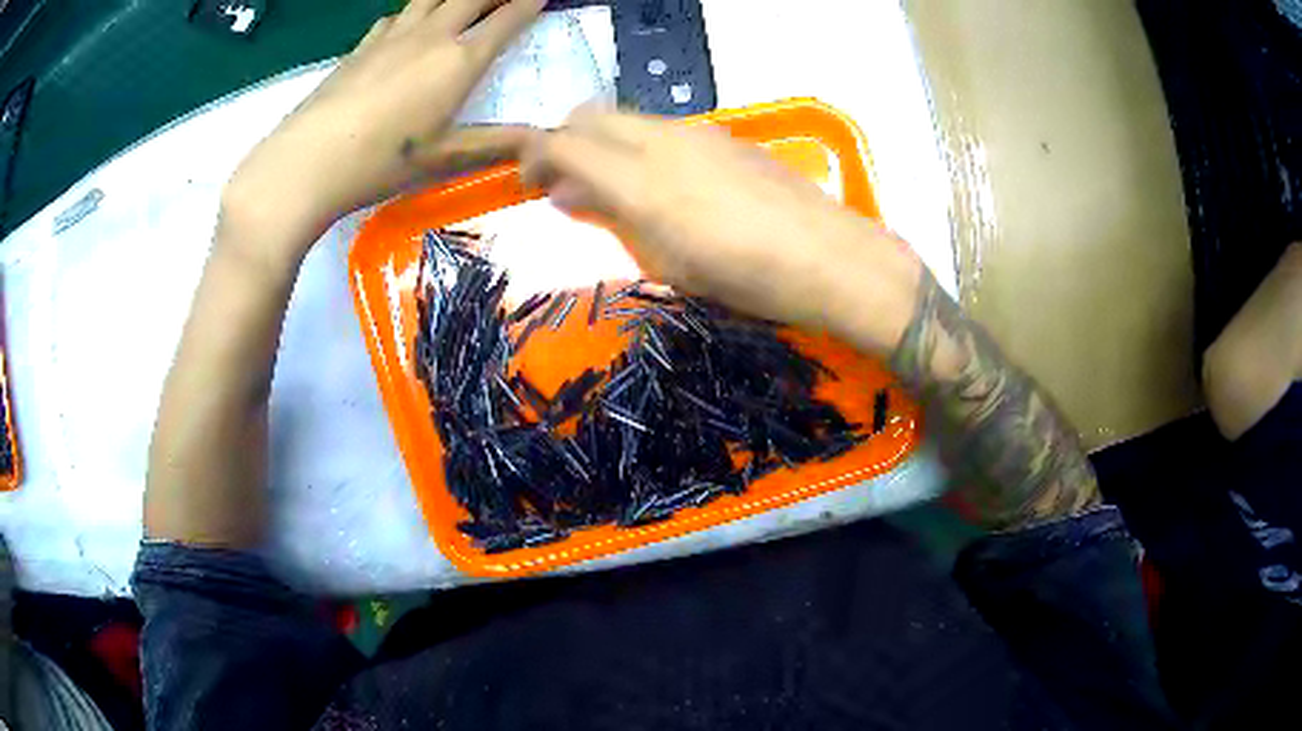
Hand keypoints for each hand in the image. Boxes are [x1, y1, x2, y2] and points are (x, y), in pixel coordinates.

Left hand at [223, 0, 545, 259]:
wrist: (306, 162)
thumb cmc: (380, 163)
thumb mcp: (445, 159)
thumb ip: (498, 145)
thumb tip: (547, 142)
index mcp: (459, 60)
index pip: (506, 18)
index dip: (530, 2)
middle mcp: (430, 36)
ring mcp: (391, 37)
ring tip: (463, 0)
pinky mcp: (360, 47)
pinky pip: (396, 14)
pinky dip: (414, 9)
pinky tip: (410, 19)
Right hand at [520, 107, 912, 334]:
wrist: (829, 257)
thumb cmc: (745, 276)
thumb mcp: (667, 261)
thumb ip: (612, 217)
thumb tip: (569, 193)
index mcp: (636, 177)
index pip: (561, 142)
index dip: (533, 157)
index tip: (530, 183)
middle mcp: (659, 139)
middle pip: (589, 115)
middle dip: (565, 141)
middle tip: (566, 182)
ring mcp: (696, 132)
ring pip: (627, 118)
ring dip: (604, 143)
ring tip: (614, 188)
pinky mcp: (724, 136)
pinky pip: (664, 128)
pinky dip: (641, 145)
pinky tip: (663, 182)